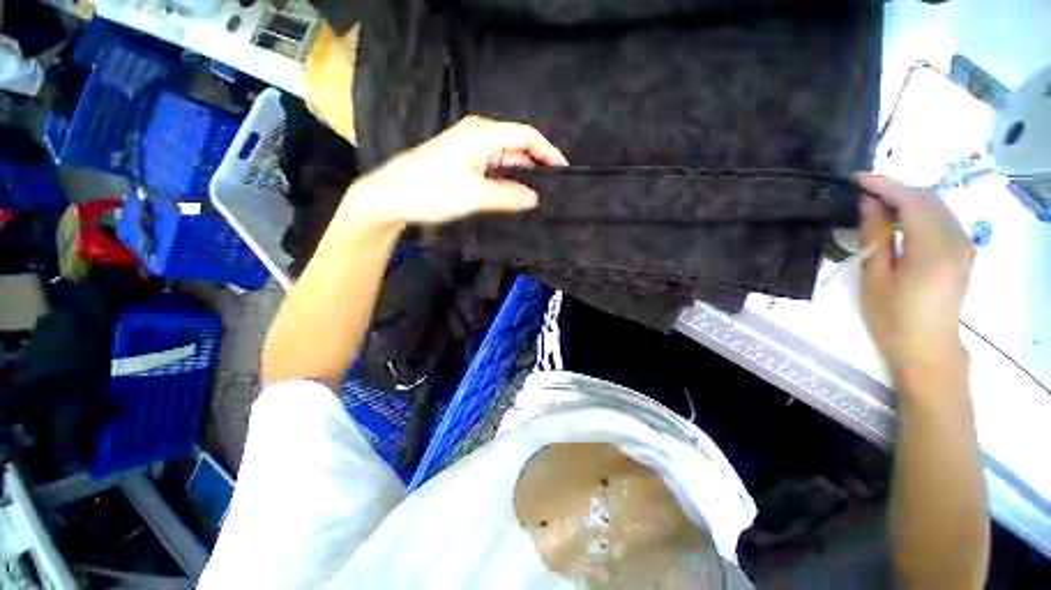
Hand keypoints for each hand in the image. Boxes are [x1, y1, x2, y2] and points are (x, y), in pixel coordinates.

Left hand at [346, 116, 567, 225]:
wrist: (392, 197)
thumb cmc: (432, 190)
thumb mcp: (475, 195)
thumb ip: (508, 196)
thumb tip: (534, 199)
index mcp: (483, 134)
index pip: (525, 136)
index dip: (547, 152)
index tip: (564, 171)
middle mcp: (480, 139)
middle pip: (517, 148)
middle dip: (537, 166)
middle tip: (555, 190)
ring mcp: (471, 154)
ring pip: (506, 163)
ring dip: (522, 177)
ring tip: (542, 196)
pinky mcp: (465, 168)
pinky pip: (494, 173)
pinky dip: (507, 184)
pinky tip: (517, 198)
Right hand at [856, 173, 974, 382]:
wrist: (928, 349)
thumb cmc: (893, 318)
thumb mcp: (875, 278)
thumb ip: (875, 237)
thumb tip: (869, 203)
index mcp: (932, 249)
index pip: (912, 201)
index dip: (885, 185)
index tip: (858, 177)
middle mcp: (956, 240)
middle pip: (928, 198)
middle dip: (896, 189)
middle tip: (864, 192)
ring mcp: (964, 245)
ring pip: (937, 206)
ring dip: (908, 199)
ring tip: (879, 204)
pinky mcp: (964, 251)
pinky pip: (943, 218)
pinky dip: (921, 211)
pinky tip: (901, 219)